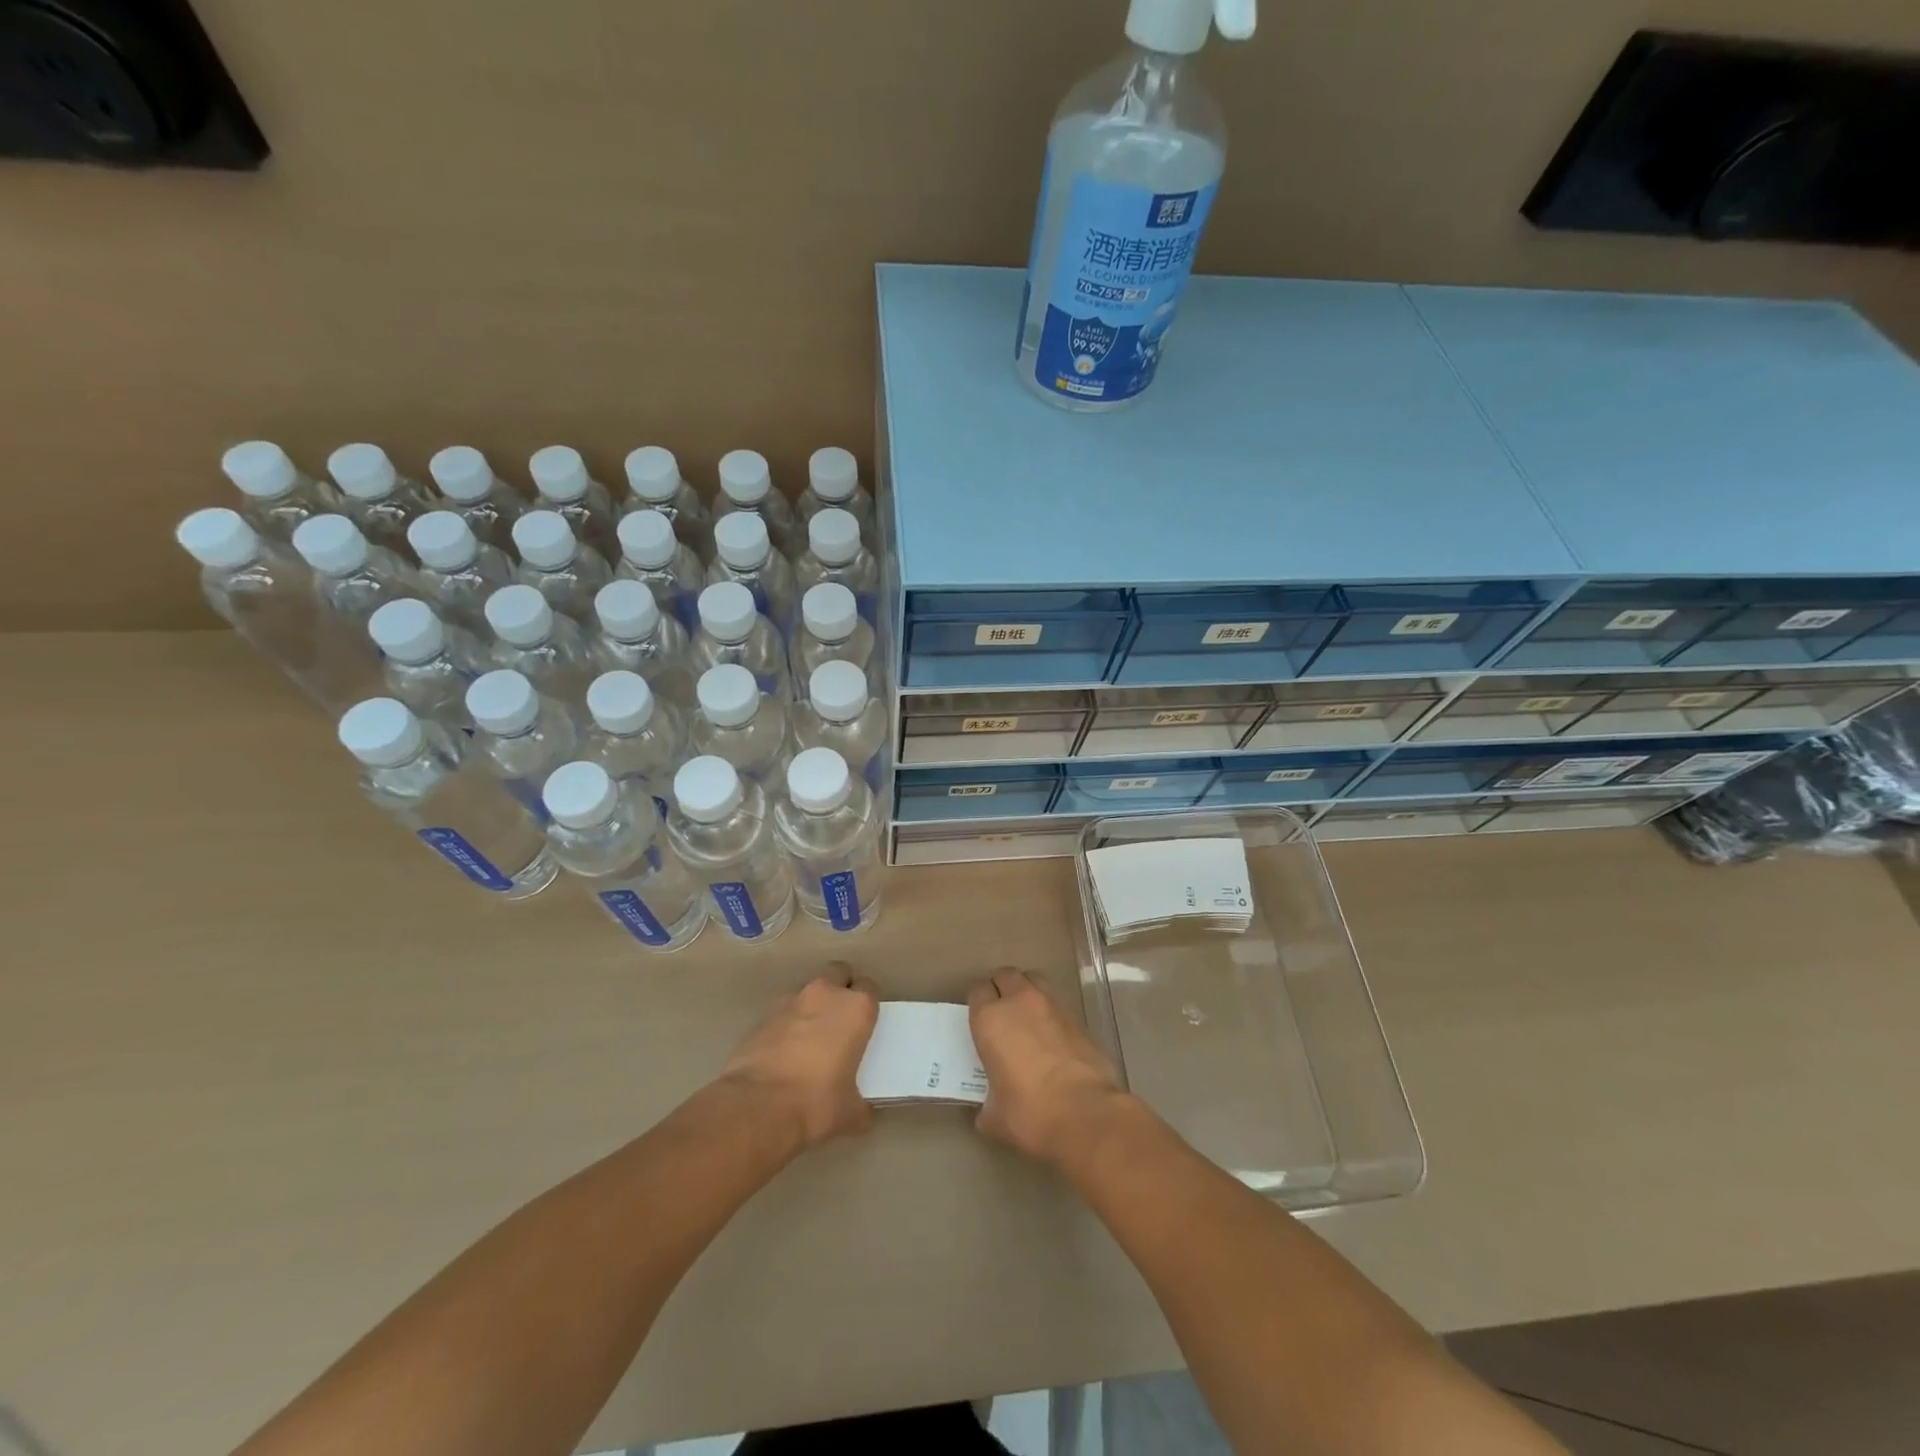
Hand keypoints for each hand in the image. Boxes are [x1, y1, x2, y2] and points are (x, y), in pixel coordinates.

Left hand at [719, 969, 878, 1150]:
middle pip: (838, 973)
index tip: (865, 1022)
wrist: (757, 1108)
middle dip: (840, 988)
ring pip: (807, 990)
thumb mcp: (851, 1112)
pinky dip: (786, 1024)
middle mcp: (824, 994)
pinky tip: (783, 1052)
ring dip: (811, 1006)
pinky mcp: (761, 1017)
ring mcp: (789, 1002)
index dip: (868, 1003)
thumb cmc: (816, 1103)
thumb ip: (861, 1104)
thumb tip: (862, 1113)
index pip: (869, 987)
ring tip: (809, 1037)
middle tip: (839, 1019)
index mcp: (855, 1008)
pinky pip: (781, 1012)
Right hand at [969, 969, 1130, 1167]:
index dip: (978, 1002)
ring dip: (1028, 992)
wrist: (1086, 1114)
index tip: (980, 1019)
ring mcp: (1053, 1006)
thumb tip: (988, 1111)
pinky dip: (1051, 1014)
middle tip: (1002, 1012)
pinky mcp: (1079, 1019)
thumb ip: (987, 1105)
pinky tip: (1053, 1039)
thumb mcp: (995, 1117)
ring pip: (1035, 981)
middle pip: (1006, 975)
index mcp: (991, 1019)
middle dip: (1002, 988)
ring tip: (1027, 1018)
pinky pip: (1058, 1005)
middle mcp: (1020, 1002)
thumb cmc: (1030, 1113)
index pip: (978, 990)